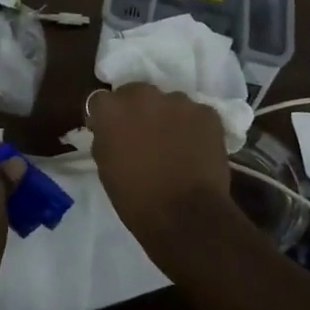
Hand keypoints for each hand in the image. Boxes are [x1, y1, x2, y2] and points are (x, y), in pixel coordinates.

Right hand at [87, 84, 238, 255]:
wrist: (185, 216)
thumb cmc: (136, 198)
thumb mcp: (105, 167)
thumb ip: (105, 138)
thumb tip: (111, 130)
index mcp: (112, 109)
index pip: (101, 100)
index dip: (106, 117)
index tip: (111, 133)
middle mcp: (144, 95)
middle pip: (136, 93)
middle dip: (138, 110)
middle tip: (143, 136)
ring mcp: (179, 101)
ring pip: (169, 102)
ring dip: (168, 117)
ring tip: (174, 144)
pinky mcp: (207, 112)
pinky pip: (196, 114)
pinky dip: (194, 127)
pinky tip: (196, 150)